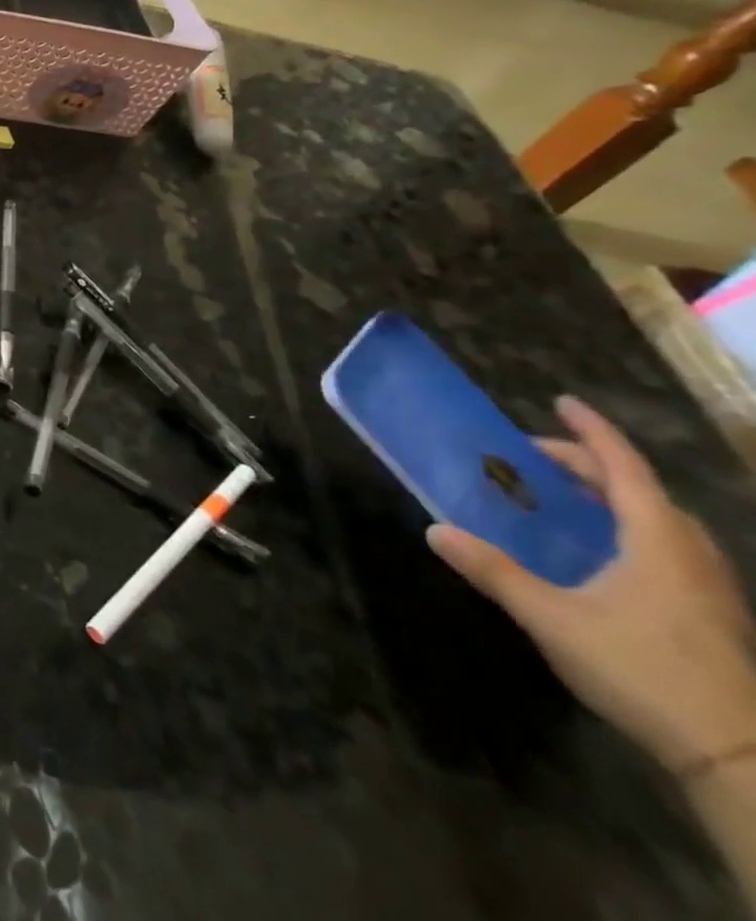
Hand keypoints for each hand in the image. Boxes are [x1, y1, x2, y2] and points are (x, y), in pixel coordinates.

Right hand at [428, 395, 755, 773]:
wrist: (739, 758)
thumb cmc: (642, 670)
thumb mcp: (551, 618)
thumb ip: (493, 571)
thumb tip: (436, 530)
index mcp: (657, 542)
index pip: (624, 468)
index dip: (593, 432)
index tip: (563, 402)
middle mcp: (690, 554)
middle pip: (642, 491)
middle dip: (590, 464)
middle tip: (535, 457)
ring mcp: (709, 587)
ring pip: (661, 521)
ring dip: (614, 496)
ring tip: (565, 495)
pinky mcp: (711, 614)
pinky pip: (667, 547)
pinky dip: (629, 527)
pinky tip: (600, 550)